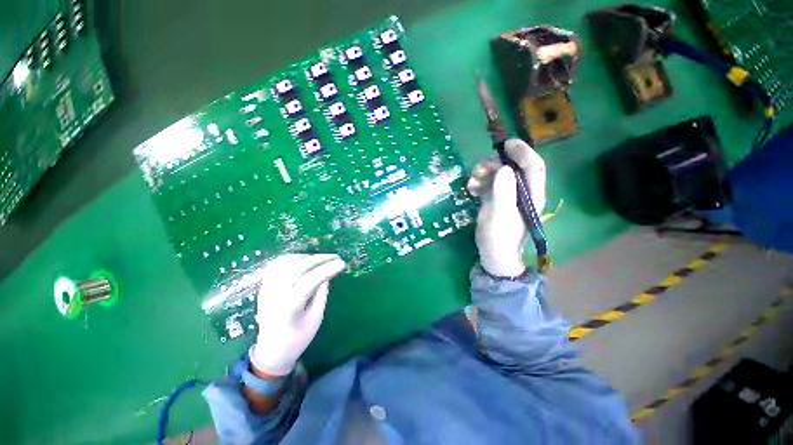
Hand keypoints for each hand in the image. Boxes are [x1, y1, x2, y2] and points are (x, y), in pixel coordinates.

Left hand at [250, 254, 345, 376]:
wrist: (270, 350)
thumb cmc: (297, 339)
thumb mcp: (316, 318)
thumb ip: (321, 293)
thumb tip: (327, 273)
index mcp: (288, 308)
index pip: (309, 281)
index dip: (326, 269)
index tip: (342, 263)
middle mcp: (274, 295)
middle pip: (297, 268)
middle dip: (319, 259)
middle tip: (335, 257)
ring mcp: (266, 289)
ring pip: (286, 262)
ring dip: (306, 257)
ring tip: (321, 259)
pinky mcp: (264, 286)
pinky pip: (277, 264)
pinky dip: (293, 258)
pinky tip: (304, 259)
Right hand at [467, 138, 546, 277]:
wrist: (494, 255)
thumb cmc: (499, 239)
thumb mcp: (499, 216)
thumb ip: (503, 193)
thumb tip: (504, 169)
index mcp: (531, 195)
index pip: (533, 167)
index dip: (522, 152)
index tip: (506, 144)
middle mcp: (521, 192)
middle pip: (511, 168)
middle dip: (494, 165)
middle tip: (478, 171)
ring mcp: (508, 195)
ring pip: (498, 174)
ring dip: (483, 173)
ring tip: (471, 182)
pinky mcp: (496, 199)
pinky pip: (488, 183)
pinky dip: (479, 182)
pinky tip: (470, 189)